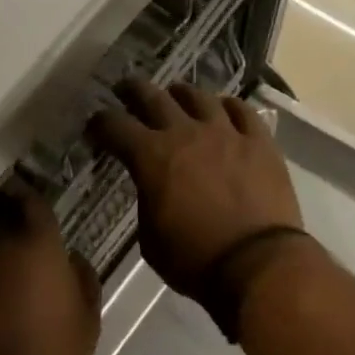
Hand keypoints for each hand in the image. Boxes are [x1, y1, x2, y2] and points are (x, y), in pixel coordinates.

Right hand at [88, 79, 304, 300]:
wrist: (258, 264)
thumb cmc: (195, 260)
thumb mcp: (150, 238)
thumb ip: (147, 202)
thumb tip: (152, 187)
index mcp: (151, 156)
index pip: (115, 126)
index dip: (100, 124)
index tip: (95, 127)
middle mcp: (185, 133)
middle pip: (153, 97)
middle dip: (133, 91)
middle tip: (125, 89)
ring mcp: (226, 132)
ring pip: (199, 96)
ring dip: (181, 94)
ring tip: (176, 96)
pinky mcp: (259, 142)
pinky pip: (242, 111)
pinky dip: (227, 107)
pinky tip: (223, 110)